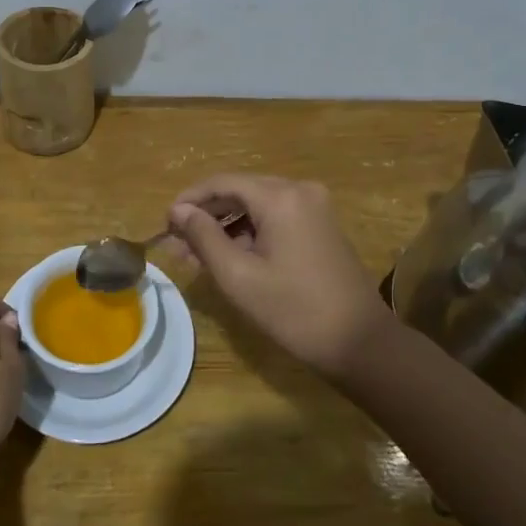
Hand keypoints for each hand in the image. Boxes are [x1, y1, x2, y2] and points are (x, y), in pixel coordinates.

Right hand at [168, 175, 394, 378]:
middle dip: (206, 216)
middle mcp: (300, 190)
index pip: (223, 183)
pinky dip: (250, 233)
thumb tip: (179, 211)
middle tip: (176, 245)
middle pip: (240, 191)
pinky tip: (229, 257)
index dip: (190, 200)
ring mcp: (315, 207)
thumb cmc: (294, 311)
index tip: (164, 223)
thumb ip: (204, 237)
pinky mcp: (321, 226)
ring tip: (195, 256)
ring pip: (257, 205)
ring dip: (226, 227)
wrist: (361, 343)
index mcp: (281, 197)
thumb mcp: (239, 276)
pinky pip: (276, 218)